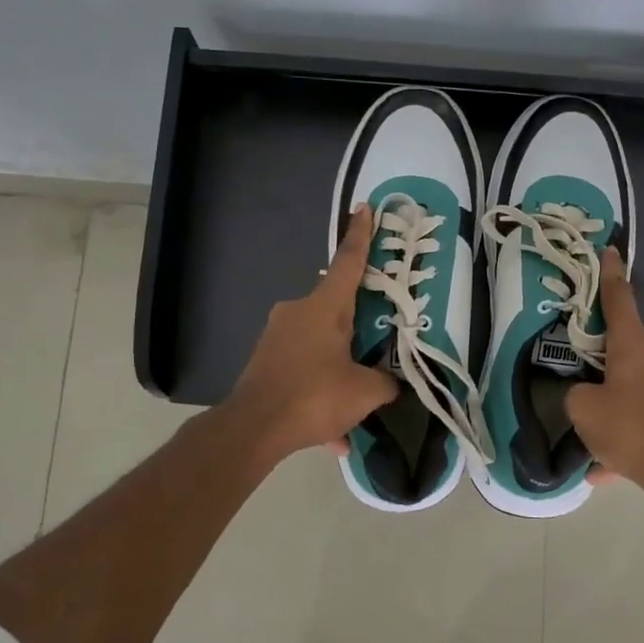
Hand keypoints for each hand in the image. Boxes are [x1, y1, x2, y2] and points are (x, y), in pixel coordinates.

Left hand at [225, 204, 398, 463]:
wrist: (252, 429)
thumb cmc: (313, 396)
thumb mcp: (364, 392)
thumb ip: (385, 383)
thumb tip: (392, 384)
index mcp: (325, 307)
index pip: (348, 262)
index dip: (361, 235)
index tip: (364, 207)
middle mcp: (298, 311)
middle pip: (337, 307)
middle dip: (359, 323)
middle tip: (379, 339)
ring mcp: (277, 336)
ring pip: (321, 344)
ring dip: (341, 369)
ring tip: (357, 407)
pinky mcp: (266, 361)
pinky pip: (304, 369)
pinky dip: (320, 393)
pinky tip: (333, 435)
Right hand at [567, 248, 643, 495]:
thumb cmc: (630, 429)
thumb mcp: (583, 410)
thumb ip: (576, 393)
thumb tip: (585, 392)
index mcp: (633, 343)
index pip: (619, 299)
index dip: (610, 274)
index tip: (609, 250)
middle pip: (629, 340)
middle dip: (609, 352)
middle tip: (587, 370)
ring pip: (638, 379)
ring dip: (618, 396)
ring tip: (597, 431)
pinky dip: (630, 425)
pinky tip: (610, 464)